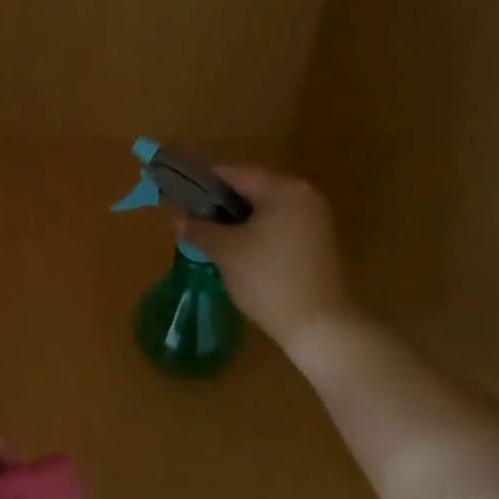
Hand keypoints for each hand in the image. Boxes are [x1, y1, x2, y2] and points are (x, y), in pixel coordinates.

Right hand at [180, 166, 359, 347]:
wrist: (319, 324)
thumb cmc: (268, 278)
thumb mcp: (225, 252)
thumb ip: (199, 230)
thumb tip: (179, 220)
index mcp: (283, 189)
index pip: (233, 174)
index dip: (203, 185)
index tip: (179, 201)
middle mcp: (303, 196)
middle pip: (251, 190)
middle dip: (220, 206)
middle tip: (193, 224)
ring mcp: (314, 220)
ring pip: (264, 211)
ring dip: (237, 222)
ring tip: (211, 241)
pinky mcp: (317, 243)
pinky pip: (278, 227)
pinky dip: (256, 234)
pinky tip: (238, 255)